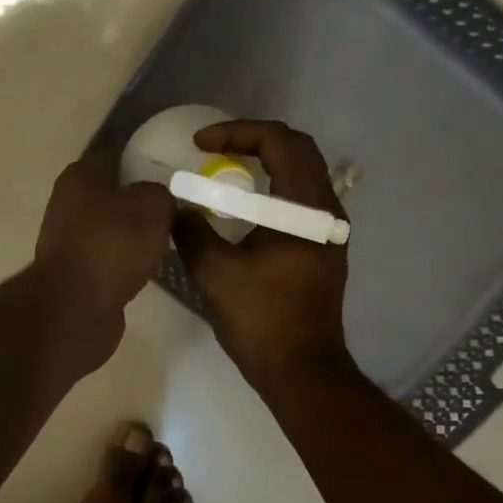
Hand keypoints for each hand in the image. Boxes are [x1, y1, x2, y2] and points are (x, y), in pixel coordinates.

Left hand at [34, 150, 176, 335]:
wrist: (75, 308)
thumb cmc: (112, 246)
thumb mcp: (152, 207)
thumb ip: (160, 193)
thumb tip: (157, 199)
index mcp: (81, 175)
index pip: (115, 152)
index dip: (143, 156)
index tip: (173, 164)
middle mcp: (68, 202)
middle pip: (112, 191)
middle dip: (140, 196)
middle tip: (177, 202)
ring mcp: (68, 239)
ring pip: (111, 225)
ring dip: (134, 231)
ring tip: (169, 235)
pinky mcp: (75, 271)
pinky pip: (108, 255)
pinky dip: (126, 259)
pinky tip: (149, 264)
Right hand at [173, 120, 353, 391]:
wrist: (301, 370)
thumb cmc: (261, 319)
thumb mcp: (214, 272)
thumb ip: (190, 231)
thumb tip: (173, 207)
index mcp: (305, 207)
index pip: (279, 142)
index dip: (237, 132)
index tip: (200, 145)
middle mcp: (326, 210)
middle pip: (296, 150)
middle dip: (252, 140)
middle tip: (214, 149)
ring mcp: (328, 231)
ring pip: (301, 175)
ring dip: (264, 164)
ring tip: (224, 172)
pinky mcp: (323, 250)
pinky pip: (299, 200)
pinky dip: (271, 190)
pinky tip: (242, 208)